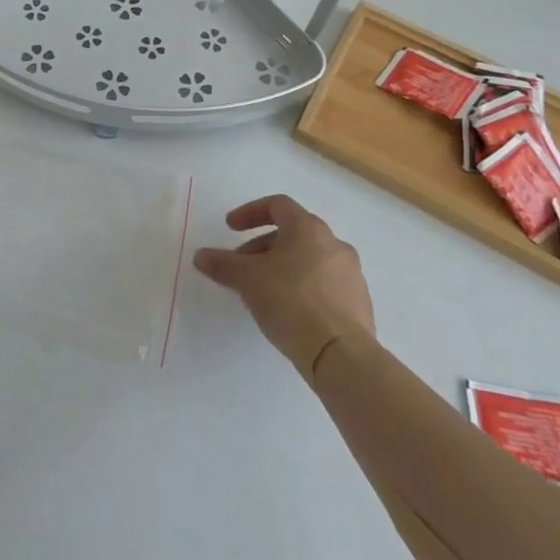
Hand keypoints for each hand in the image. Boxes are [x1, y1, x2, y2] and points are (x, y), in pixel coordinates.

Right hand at [195, 195, 374, 379]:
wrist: (340, 353)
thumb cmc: (290, 301)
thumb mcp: (247, 279)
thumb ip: (222, 263)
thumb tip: (200, 256)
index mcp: (308, 228)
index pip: (277, 205)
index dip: (249, 213)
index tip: (230, 228)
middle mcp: (335, 244)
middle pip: (292, 234)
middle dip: (262, 247)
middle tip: (242, 267)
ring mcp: (351, 274)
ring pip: (309, 260)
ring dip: (282, 267)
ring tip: (263, 292)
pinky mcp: (359, 303)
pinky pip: (324, 284)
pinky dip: (302, 288)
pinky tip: (288, 312)